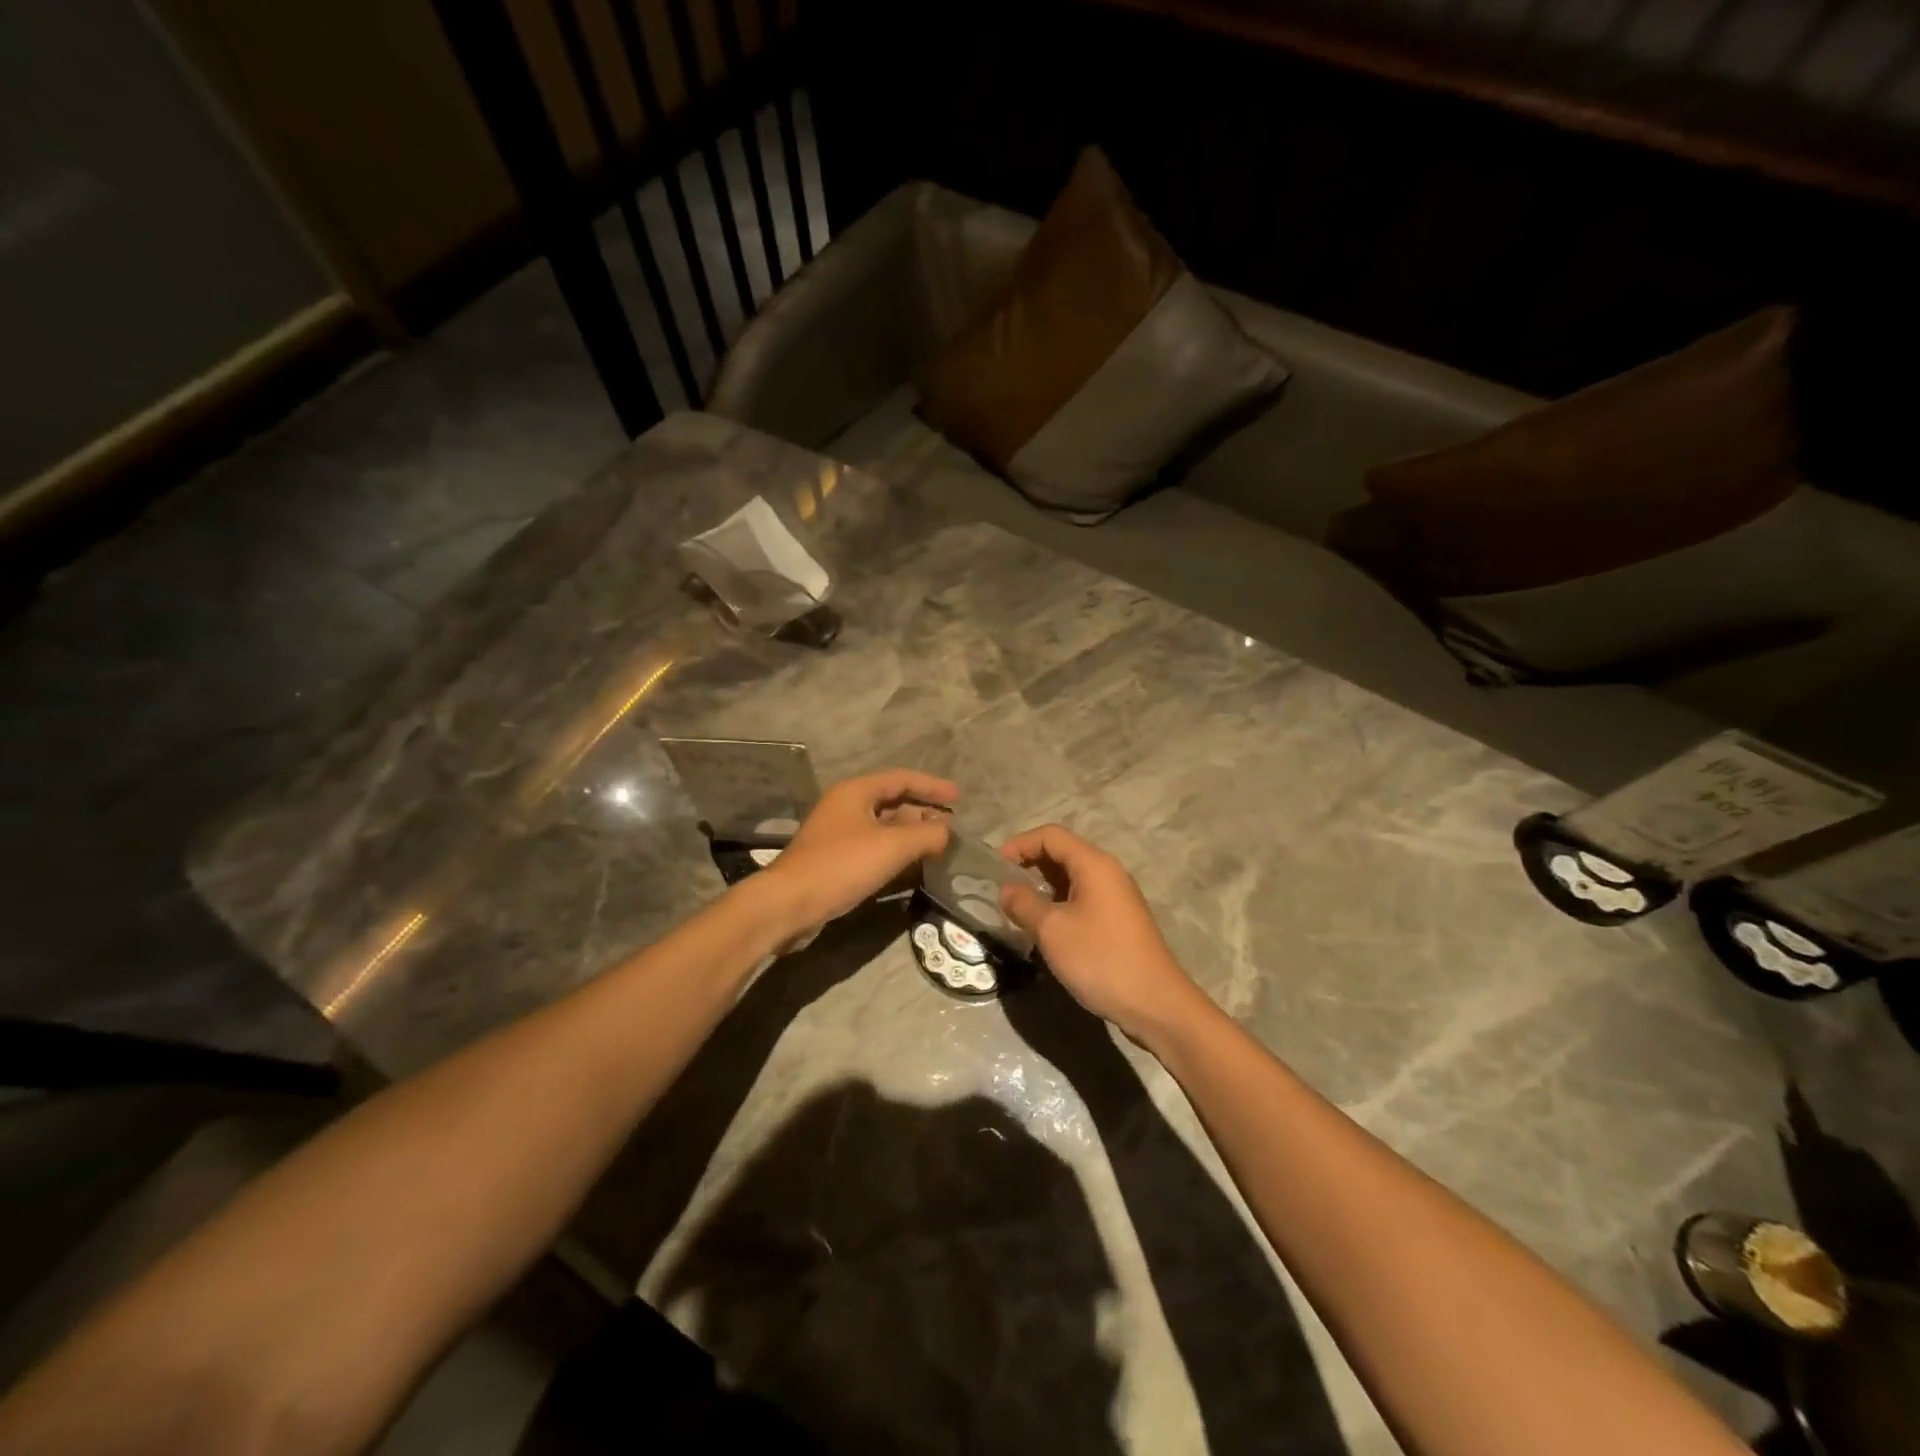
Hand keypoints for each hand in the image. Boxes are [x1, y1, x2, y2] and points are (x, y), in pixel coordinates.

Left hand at [763, 769, 956, 931]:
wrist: (789, 904)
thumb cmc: (841, 865)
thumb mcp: (892, 846)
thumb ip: (927, 834)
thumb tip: (948, 832)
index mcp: (856, 791)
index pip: (901, 778)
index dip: (932, 786)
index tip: (958, 797)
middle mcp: (845, 806)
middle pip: (892, 801)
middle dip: (923, 811)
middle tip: (952, 826)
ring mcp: (838, 834)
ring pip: (883, 826)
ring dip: (911, 834)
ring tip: (938, 846)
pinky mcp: (835, 859)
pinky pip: (874, 847)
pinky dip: (896, 851)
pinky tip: (912, 865)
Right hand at [999, 824, 1211, 1044]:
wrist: (1155, 1004)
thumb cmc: (1100, 959)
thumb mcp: (1051, 930)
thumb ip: (1023, 903)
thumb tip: (1006, 889)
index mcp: (1093, 864)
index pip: (1050, 835)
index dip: (1019, 845)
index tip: (994, 867)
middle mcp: (1108, 872)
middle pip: (1062, 852)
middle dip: (1029, 864)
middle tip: (1002, 888)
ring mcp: (1116, 896)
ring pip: (1072, 877)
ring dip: (1042, 886)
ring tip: (1018, 908)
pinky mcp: (1118, 920)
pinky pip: (1082, 897)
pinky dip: (1059, 902)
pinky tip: (1045, 926)